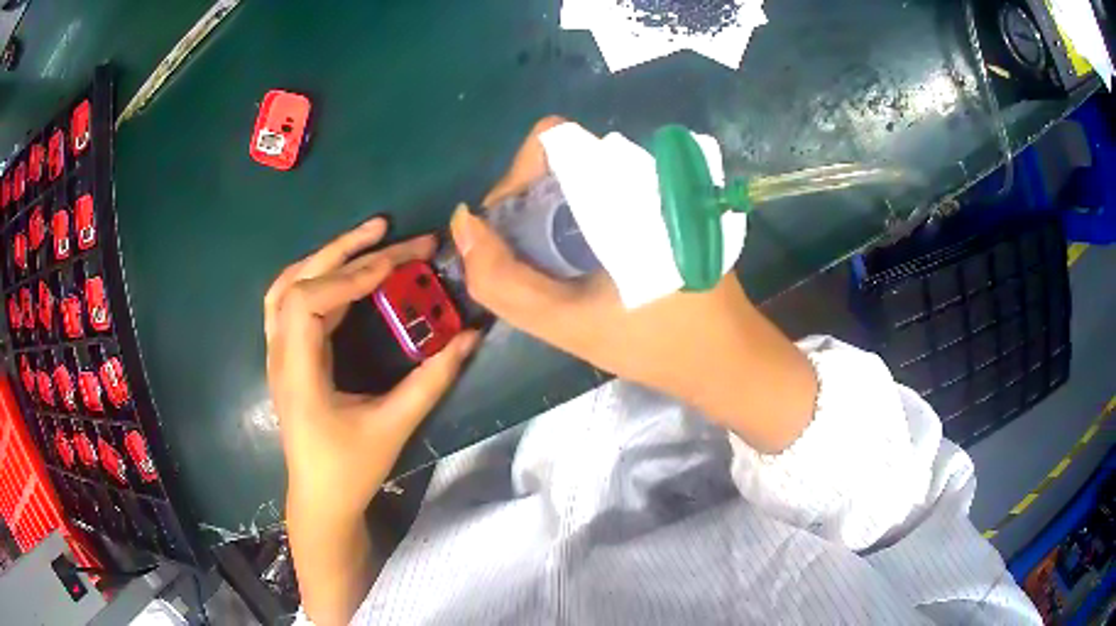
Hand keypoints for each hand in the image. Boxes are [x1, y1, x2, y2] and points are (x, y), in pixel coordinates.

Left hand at [265, 218, 477, 518]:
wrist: (320, 500)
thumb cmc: (350, 470)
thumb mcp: (393, 426)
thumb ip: (432, 379)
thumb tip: (471, 337)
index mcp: (297, 371)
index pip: (309, 300)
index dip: (351, 275)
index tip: (397, 263)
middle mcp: (280, 354)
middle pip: (297, 281)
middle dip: (343, 250)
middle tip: (385, 227)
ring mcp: (278, 354)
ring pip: (288, 287)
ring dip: (325, 258)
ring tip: (365, 240)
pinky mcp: (287, 358)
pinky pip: (292, 302)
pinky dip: (318, 278)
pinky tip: (344, 275)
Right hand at [453, 118, 816, 453]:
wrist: (727, 357)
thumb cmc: (655, 344)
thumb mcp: (568, 326)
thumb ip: (503, 281)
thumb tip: (464, 224)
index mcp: (628, 187)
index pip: (550, 139)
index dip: (514, 177)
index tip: (509, 231)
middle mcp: (647, 171)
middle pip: (562, 158)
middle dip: (528, 203)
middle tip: (527, 258)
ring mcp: (661, 185)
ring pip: (581, 175)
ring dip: (550, 211)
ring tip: (551, 265)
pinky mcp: (668, 202)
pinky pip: (604, 190)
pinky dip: (575, 216)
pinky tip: (580, 260)